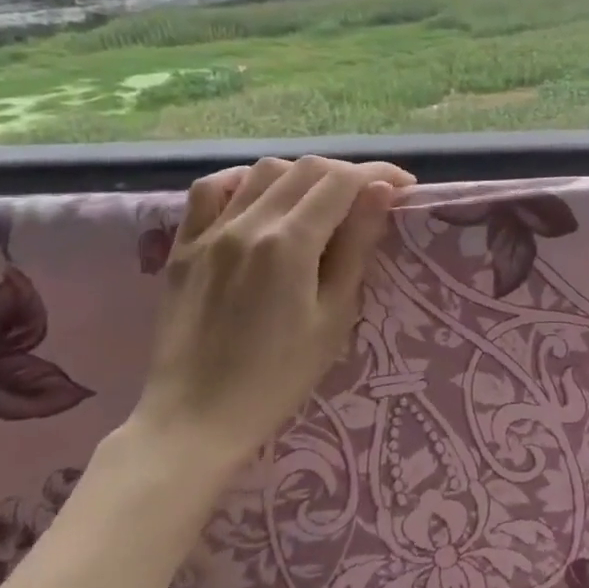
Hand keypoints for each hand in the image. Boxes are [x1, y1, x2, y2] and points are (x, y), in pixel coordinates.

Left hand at [129, 155, 415, 470]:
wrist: (195, 418)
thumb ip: (357, 247)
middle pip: (306, 169)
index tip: (405, 185)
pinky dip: (243, 181)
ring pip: (263, 171)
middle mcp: (247, 224)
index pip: (342, 182)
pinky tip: (260, 196)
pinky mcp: (183, 247)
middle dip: (348, 173)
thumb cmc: (278, 377)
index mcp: (288, 244)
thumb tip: (380, 192)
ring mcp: (210, 232)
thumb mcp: (334, 316)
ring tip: (322, 200)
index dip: (379, 174)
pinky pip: (210, 190)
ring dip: (302, 175)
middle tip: (372, 197)